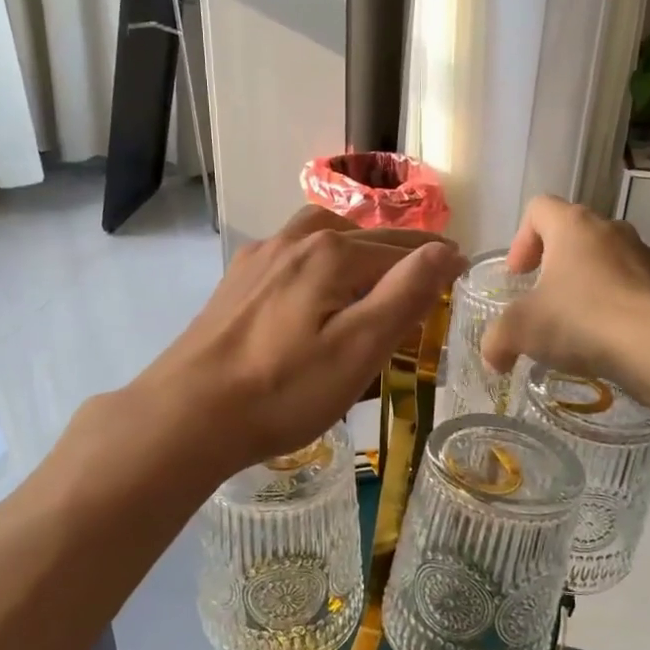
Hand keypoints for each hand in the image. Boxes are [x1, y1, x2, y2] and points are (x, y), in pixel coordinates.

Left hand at [139, 206, 466, 473]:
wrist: (188, 413)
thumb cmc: (283, 390)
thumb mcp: (358, 348)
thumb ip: (405, 294)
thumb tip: (446, 250)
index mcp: (331, 253)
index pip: (401, 251)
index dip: (435, 263)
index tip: (461, 270)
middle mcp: (295, 241)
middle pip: (363, 237)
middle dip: (400, 250)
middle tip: (429, 269)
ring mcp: (259, 258)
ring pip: (322, 235)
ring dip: (356, 244)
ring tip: (375, 267)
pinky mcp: (237, 280)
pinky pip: (291, 253)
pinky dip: (319, 257)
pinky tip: (314, 283)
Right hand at [481, 196, 649, 386]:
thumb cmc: (579, 320)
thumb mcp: (520, 331)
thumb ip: (497, 340)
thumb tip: (493, 360)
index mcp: (572, 225)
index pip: (539, 209)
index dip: (521, 239)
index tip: (518, 275)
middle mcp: (611, 229)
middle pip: (574, 233)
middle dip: (554, 263)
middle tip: (542, 298)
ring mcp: (644, 254)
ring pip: (606, 258)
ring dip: (587, 282)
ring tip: (576, 322)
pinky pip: (632, 285)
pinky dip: (615, 303)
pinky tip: (607, 336)